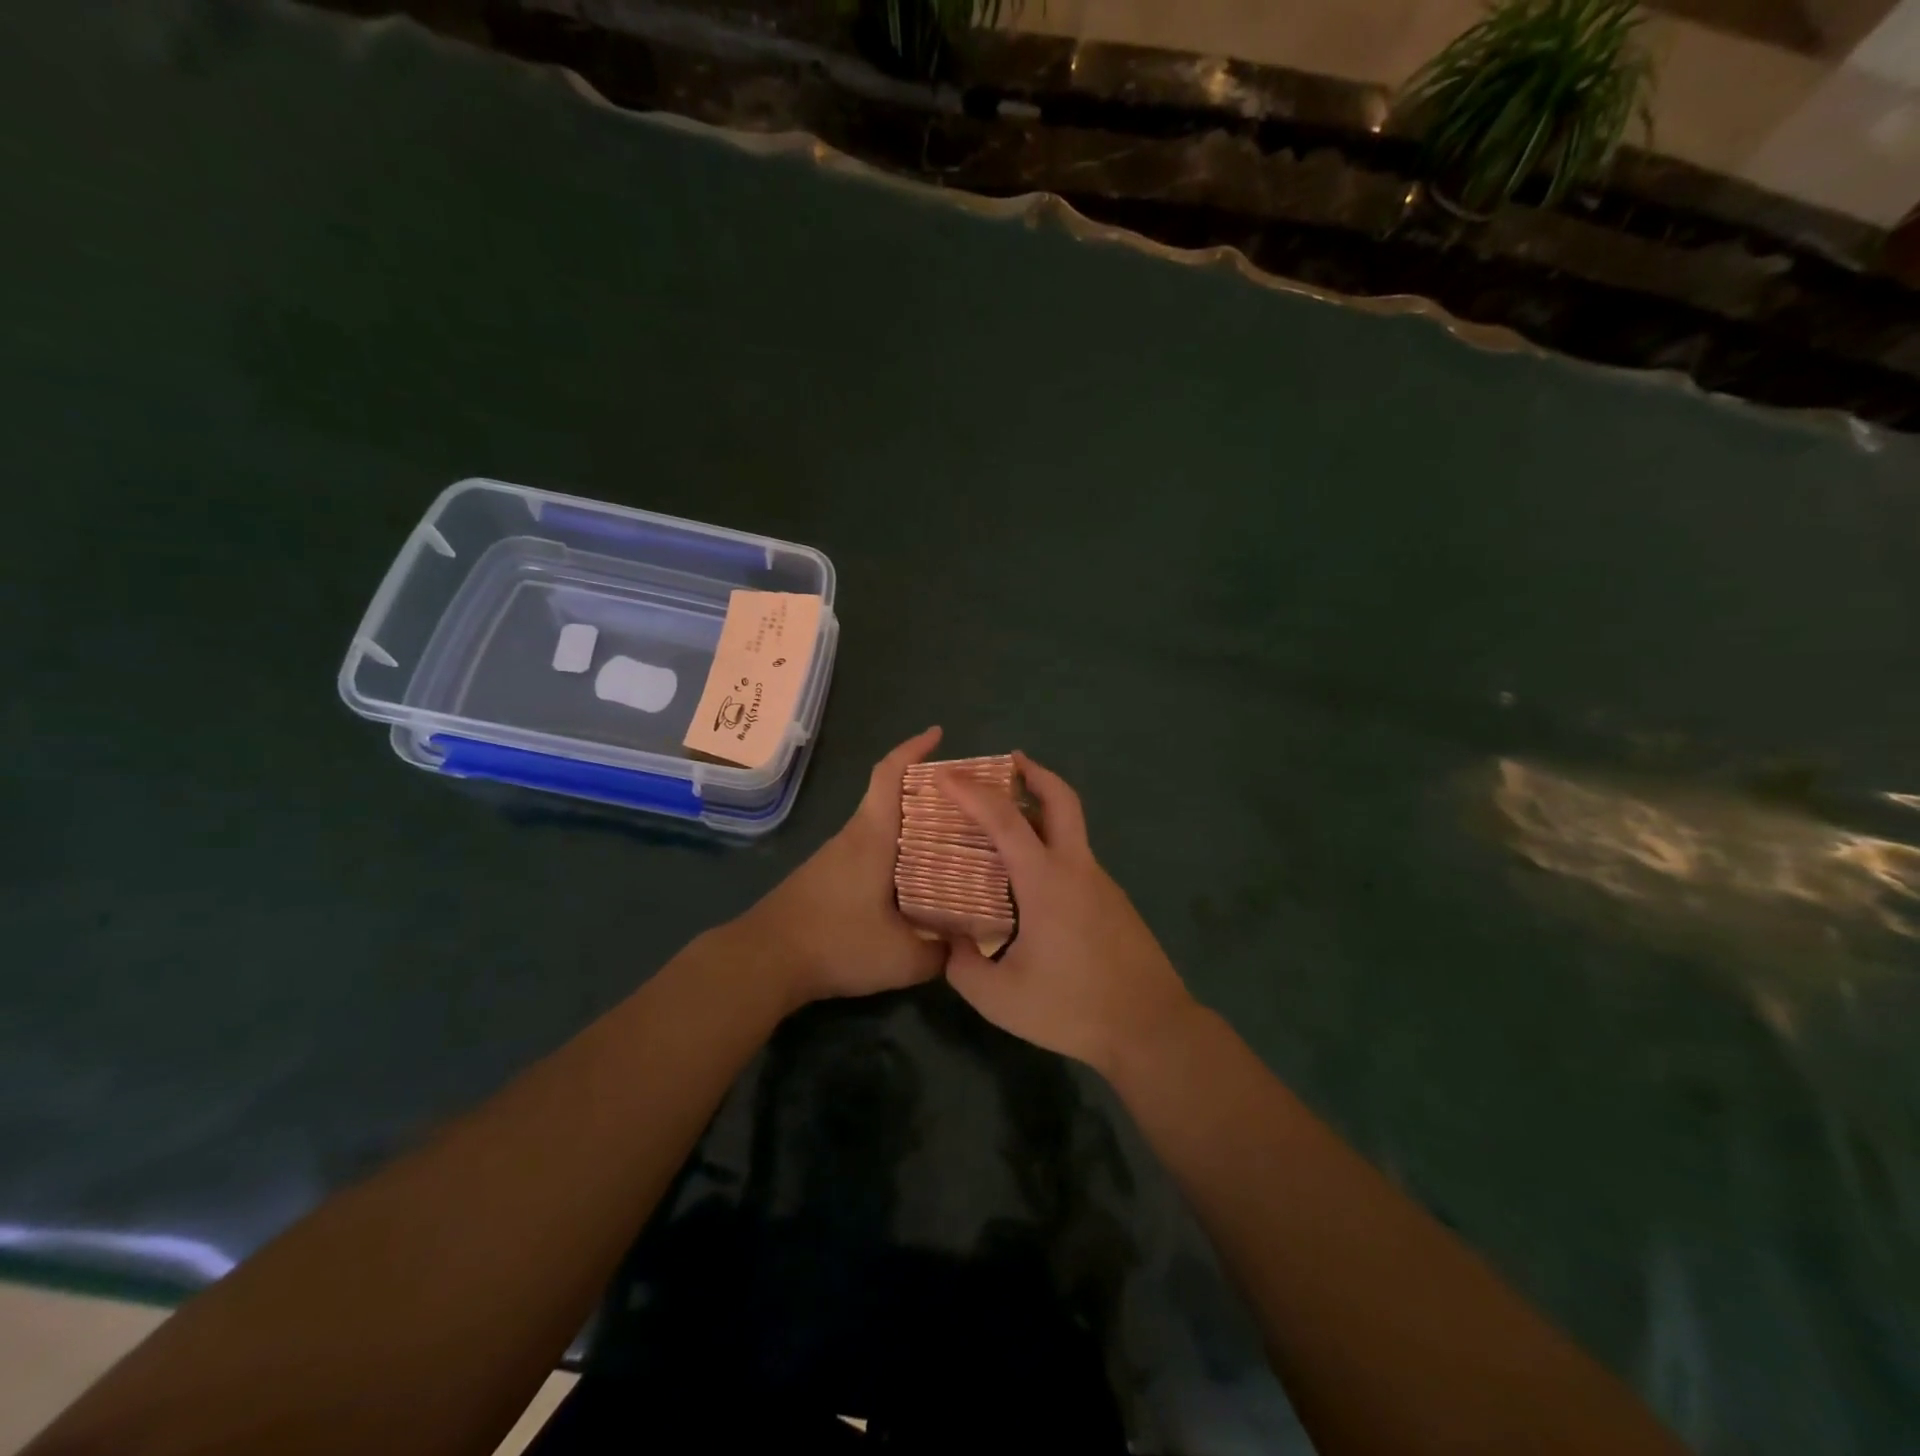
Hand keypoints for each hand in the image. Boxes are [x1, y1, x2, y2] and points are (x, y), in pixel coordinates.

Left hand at [738, 726, 947, 1006]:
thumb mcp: (902, 958)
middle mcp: (853, 837)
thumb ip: (942, 952)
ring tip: (952, 841)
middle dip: (928, 792)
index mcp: (872, 837)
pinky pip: (869, 849)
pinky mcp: (825, 878)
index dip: (913, 749)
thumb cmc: (835, 943)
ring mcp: (835, 857)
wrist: (763, 961)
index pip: (889, 775)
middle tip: (967, 803)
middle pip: (891, 798)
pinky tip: (914, 880)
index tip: (937, 734)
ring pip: (880, 826)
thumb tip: (971, 946)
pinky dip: (896, 851)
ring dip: (912, 825)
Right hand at [937, 752, 1196, 1072]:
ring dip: (1041, 813)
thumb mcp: (999, 998)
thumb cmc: (1073, 1008)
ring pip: (1070, 830)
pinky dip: (1051, 849)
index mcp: (1046, 881)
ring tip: (1005, 829)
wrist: (1151, 1027)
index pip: (1005, 819)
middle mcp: (1077, 868)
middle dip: (1034, 772)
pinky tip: (1032, 884)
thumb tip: (951, 942)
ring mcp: (1101, 883)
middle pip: (1061, 799)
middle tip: (1008, 762)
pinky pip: (1076, 861)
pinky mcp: (1114, 902)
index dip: (972, 792)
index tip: (945, 774)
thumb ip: (962, 966)